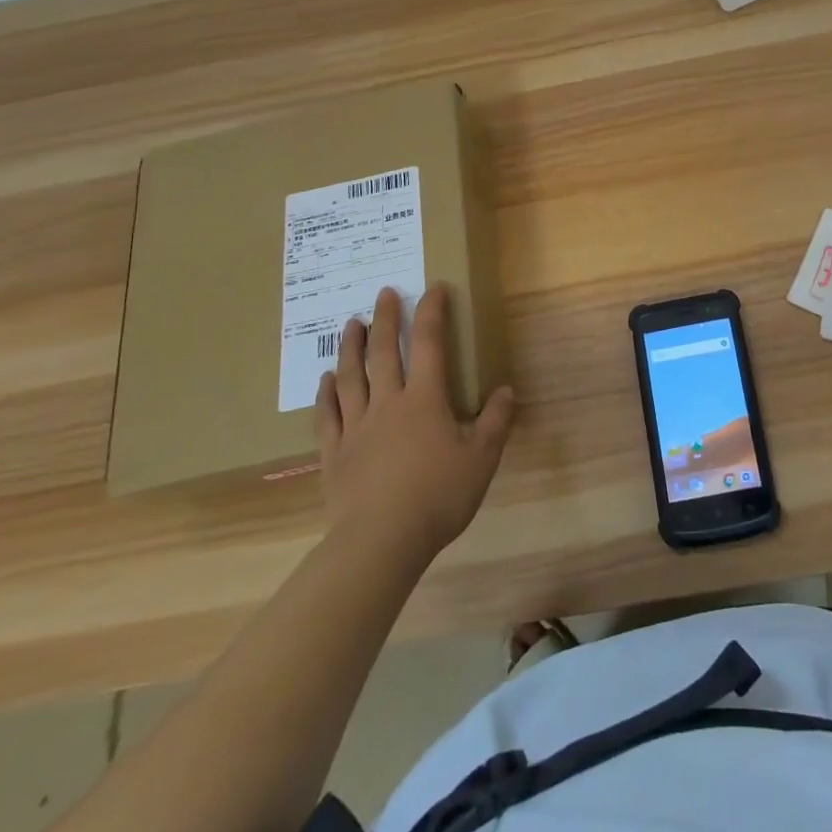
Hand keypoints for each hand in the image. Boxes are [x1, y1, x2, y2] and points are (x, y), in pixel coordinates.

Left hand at [314, 285, 516, 563]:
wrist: (380, 542)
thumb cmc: (437, 497)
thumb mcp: (481, 460)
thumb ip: (495, 421)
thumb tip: (505, 390)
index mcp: (425, 400)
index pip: (430, 344)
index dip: (432, 313)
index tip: (433, 289)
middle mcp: (388, 403)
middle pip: (384, 352)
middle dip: (386, 319)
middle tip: (384, 293)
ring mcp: (356, 427)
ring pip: (350, 377)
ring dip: (351, 347)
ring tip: (351, 324)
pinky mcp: (335, 454)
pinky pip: (327, 415)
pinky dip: (326, 394)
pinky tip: (326, 380)